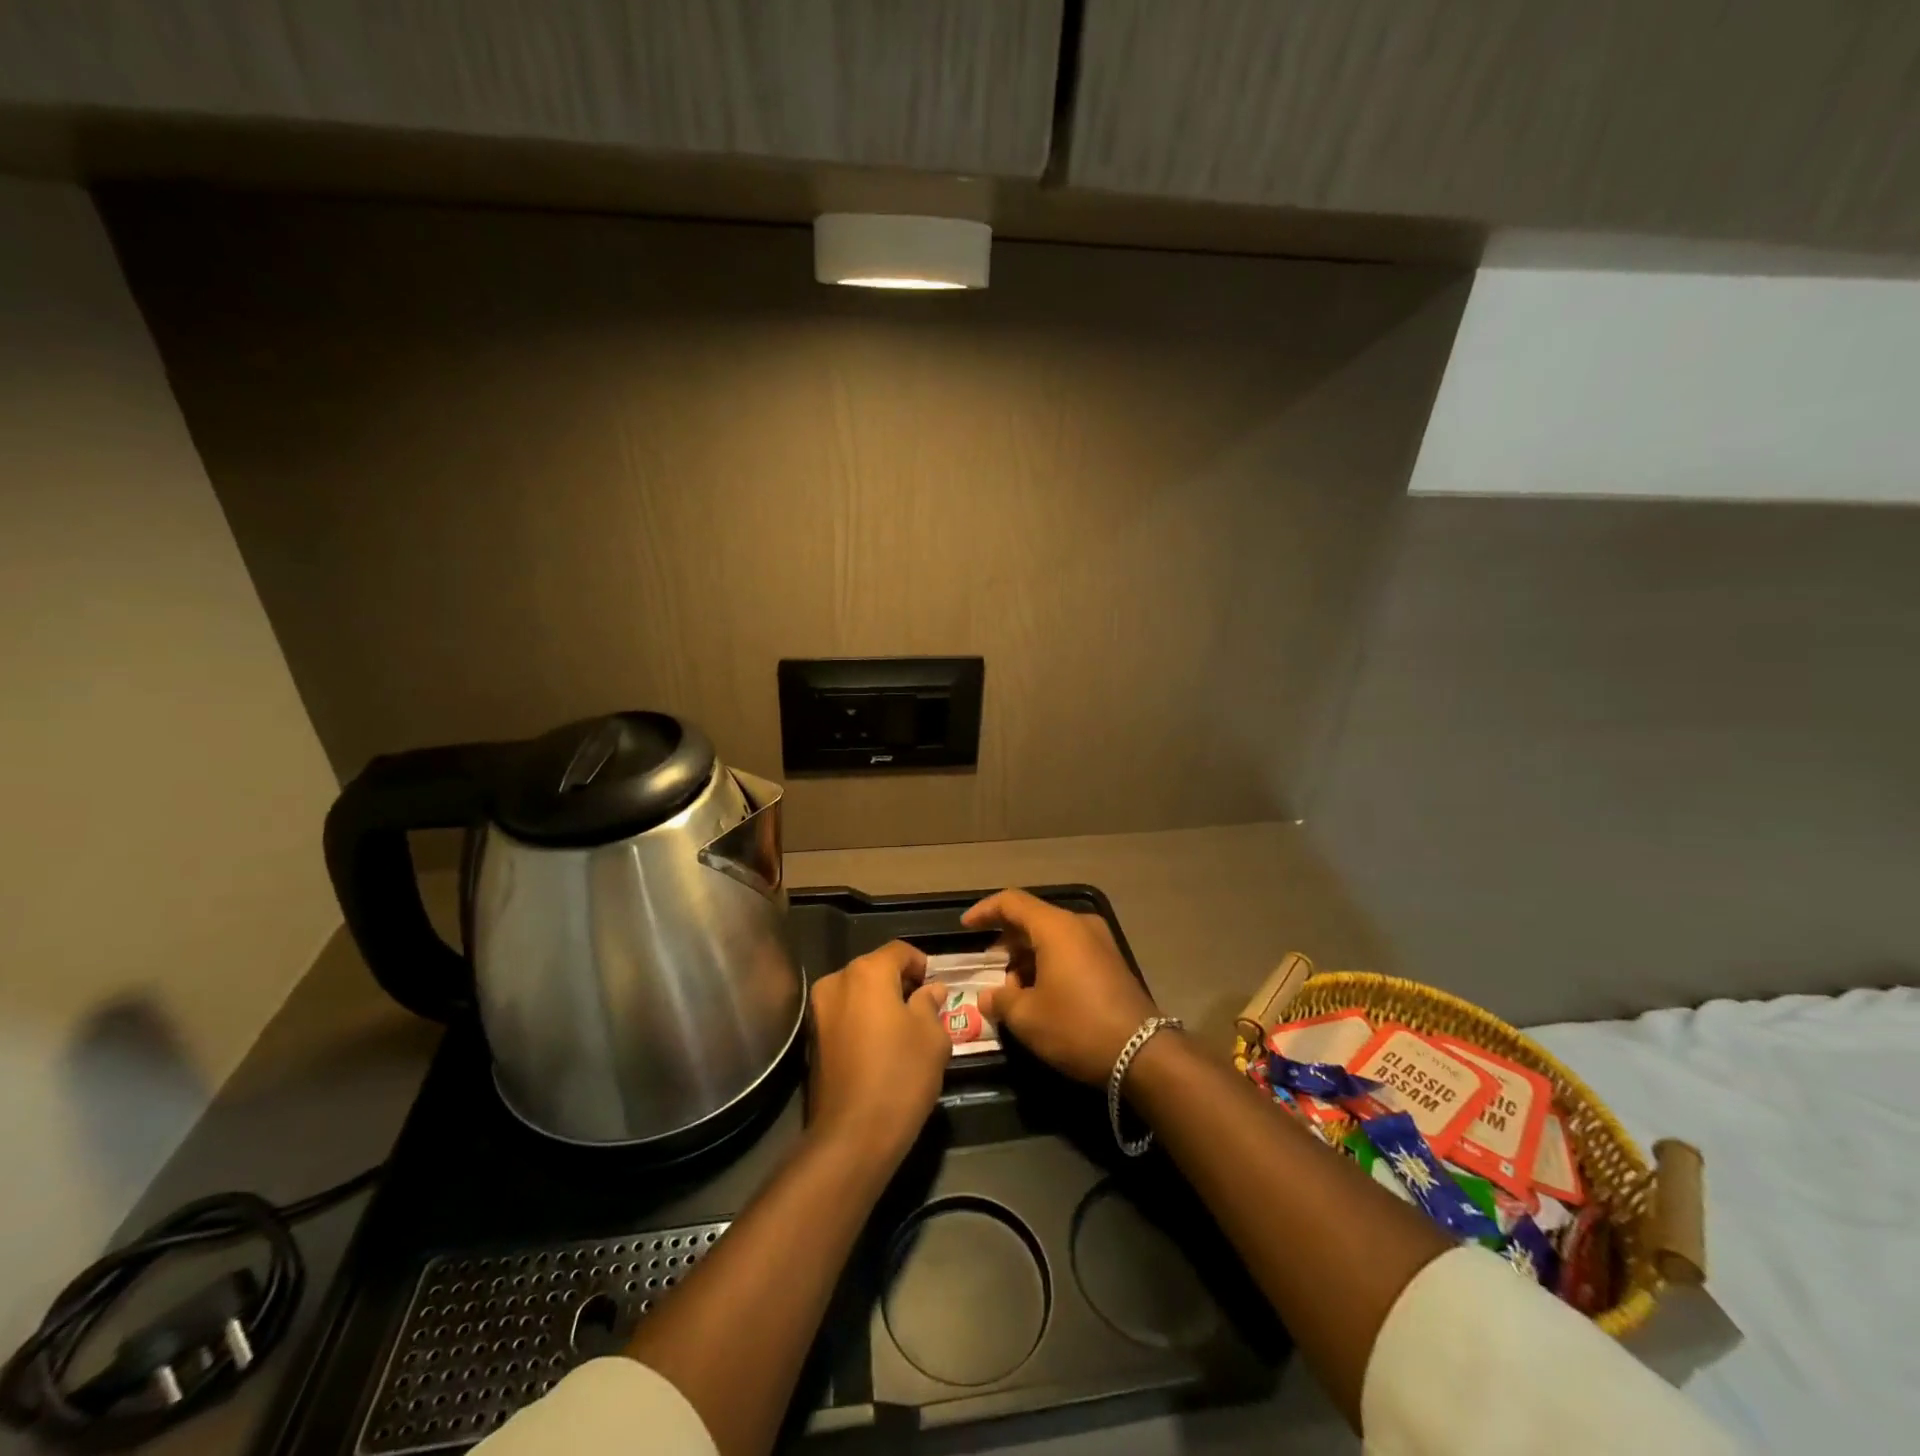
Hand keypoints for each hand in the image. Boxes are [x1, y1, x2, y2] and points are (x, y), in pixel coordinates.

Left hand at [806, 940, 951, 1166]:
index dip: (922, 964)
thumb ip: (930, 1003)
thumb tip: (931, 990)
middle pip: (875, 969)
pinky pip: (844, 1015)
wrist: (852, 1136)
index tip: (938, 986)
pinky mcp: (811, 1038)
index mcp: (867, 972)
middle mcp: (837, 981)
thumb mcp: (932, 1036)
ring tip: (904, 1030)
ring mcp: (818, 1010)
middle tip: (925, 1007)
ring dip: (880, 1002)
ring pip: (857, 993)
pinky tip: (881, 1047)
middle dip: (900, 983)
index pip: (899, 951)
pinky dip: (862, 1021)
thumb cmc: (901, 1075)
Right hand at [963, 889, 1159, 1085]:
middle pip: (1032, 920)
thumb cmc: (1077, 1026)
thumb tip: (987, 997)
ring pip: (1051, 938)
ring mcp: (1099, 943)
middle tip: (989, 970)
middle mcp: (1079, 925)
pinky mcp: (1111, 963)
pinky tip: (1040, 996)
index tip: (965, 927)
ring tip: (1013, 993)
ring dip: (1027, 958)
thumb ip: (1000, 1000)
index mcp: (1056, 927)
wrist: (1143, 1054)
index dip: (984, 911)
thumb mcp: (1028, 1017)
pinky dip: (1048, 965)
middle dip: (1006, 943)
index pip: (1011, 902)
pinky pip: (1070, 951)